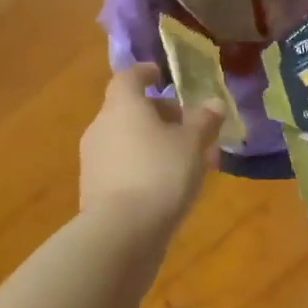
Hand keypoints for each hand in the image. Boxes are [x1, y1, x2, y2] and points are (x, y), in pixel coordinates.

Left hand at [80, 64, 223, 232]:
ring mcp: (94, 160)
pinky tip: (167, 186)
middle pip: (130, 110)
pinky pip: (123, 167)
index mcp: (122, 106)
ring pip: (128, 140)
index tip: (163, 76)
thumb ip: (204, 121)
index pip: (129, 77)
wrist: (121, 233)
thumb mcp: (193, 144)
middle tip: (190, 127)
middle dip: (160, 115)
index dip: (146, 73)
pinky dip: (144, 167)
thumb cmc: (160, 173)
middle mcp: (101, 127)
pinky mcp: (94, 190)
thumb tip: (214, 103)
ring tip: (186, 160)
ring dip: (154, 143)